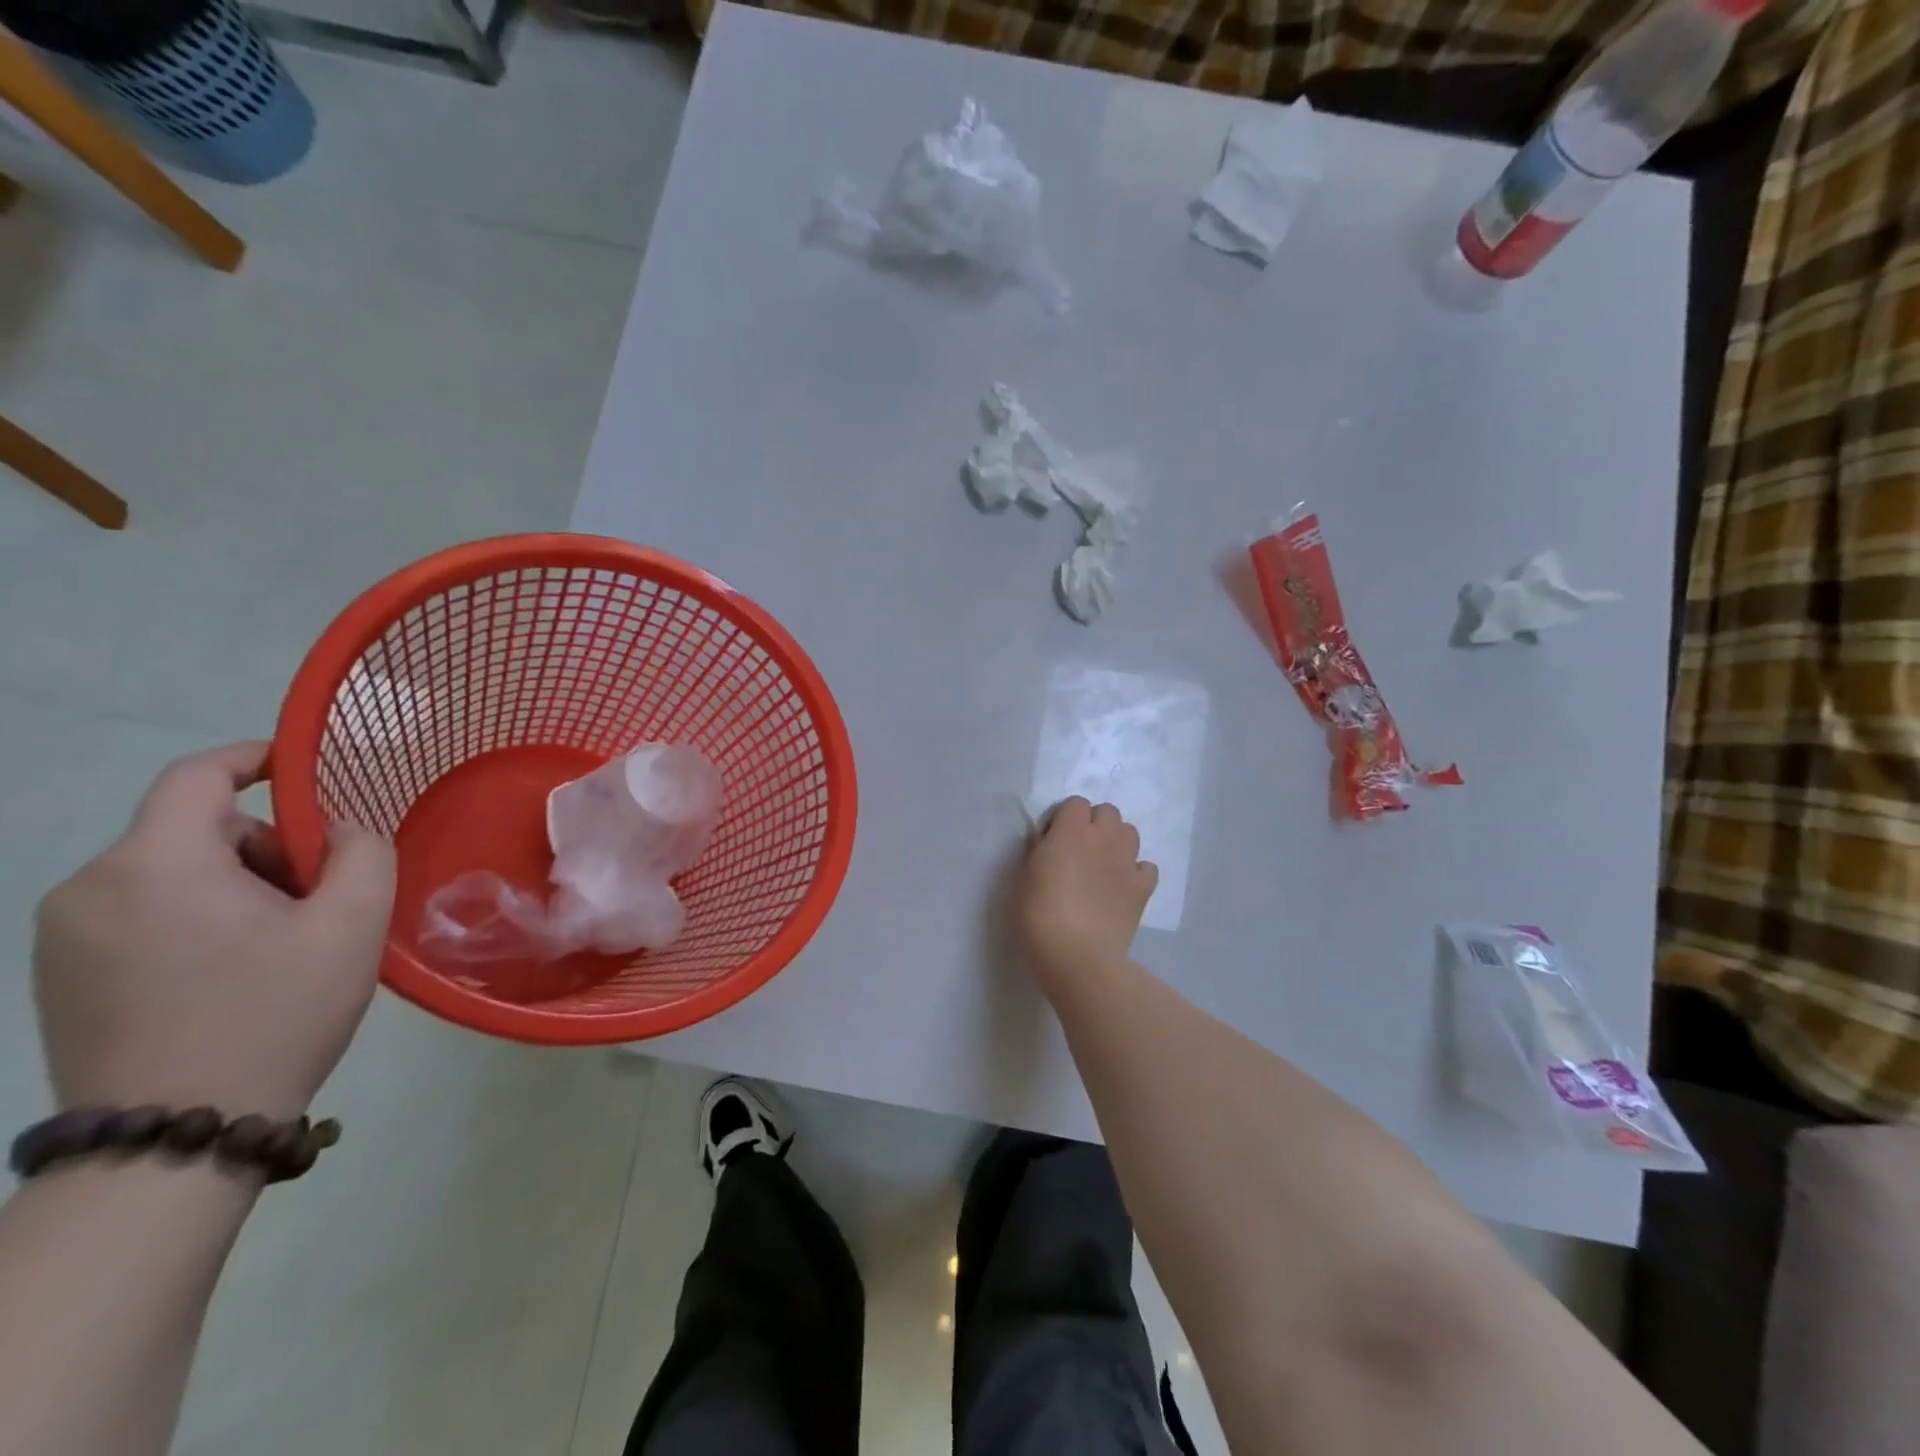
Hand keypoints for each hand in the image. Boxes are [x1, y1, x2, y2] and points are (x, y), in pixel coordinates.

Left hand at [32, 743, 395, 1120]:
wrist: (176, 1137)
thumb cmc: (274, 1014)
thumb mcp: (352, 924)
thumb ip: (362, 853)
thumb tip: (340, 832)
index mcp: (154, 864)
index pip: (197, 776)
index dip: (256, 759)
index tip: (305, 772)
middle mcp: (89, 888)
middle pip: (193, 830)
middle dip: (265, 849)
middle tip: (318, 900)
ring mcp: (64, 937)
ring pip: (170, 873)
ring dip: (234, 886)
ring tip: (282, 943)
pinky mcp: (61, 977)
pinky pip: (142, 913)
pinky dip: (197, 918)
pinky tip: (234, 972)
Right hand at [1017, 797, 1157, 990]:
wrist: (1077, 955)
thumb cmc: (1039, 915)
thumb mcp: (1025, 877)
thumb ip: (1040, 851)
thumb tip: (1048, 842)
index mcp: (1071, 831)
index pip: (1075, 803)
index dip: (1064, 818)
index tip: (1053, 840)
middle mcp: (1104, 838)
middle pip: (1108, 811)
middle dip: (1094, 823)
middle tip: (1079, 849)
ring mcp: (1127, 862)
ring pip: (1130, 832)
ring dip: (1116, 841)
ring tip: (1102, 864)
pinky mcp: (1143, 887)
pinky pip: (1146, 867)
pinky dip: (1136, 872)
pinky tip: (1123, 886)